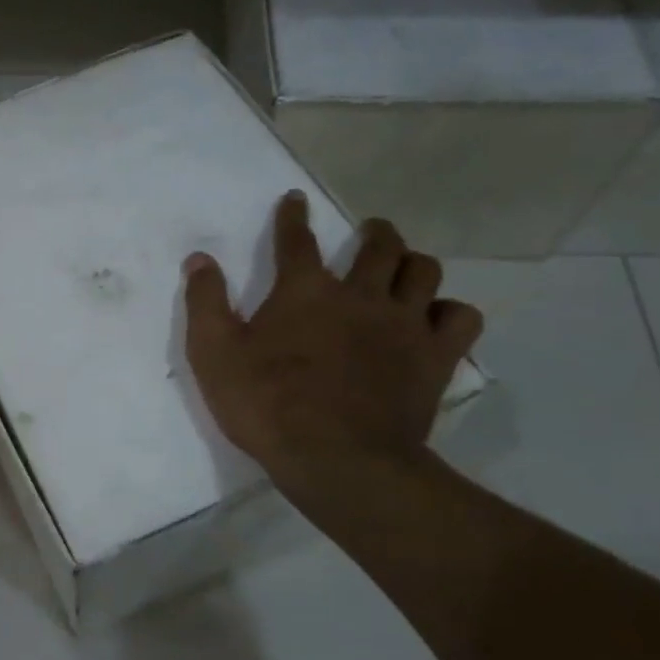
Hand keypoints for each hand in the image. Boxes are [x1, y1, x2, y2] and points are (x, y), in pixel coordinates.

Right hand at [181, 195, 481, 504]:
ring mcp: (403, 324)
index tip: (295, 199)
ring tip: (404, 272)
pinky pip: (461, 318)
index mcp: (304, 291)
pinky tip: (436, 320)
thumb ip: (205, 303)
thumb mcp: (213, 356)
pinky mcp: (435, 358)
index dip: (293, 217)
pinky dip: (450, 312)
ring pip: (424, 271)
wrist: (336, 459)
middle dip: (374, 232)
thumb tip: (198, 259)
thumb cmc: (266, 406)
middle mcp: (360, 295)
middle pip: (379, 246)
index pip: (297, 240)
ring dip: (413, 264)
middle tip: (370, 233)